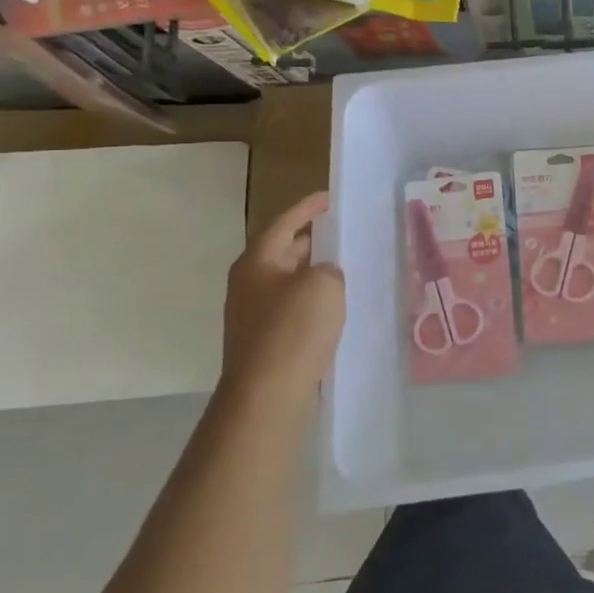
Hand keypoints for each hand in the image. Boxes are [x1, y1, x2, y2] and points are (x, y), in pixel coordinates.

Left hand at [221, 192, 344, 399]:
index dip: (307, 208)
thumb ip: (328, 269)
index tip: (329, 198)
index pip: (284, 223)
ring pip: (288, 282)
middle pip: (282, 252)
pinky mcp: (264, 342)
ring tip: (344, 268)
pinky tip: (335, 308)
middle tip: (340, 232)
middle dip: (311, 241)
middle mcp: (249, 284)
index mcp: (257, 262)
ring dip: (313, 274)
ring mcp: (253, 315)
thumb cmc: (293, 329)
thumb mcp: (323, 284)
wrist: (267, 394)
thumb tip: (323, 275)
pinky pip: (292, 309)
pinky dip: (312, 301)